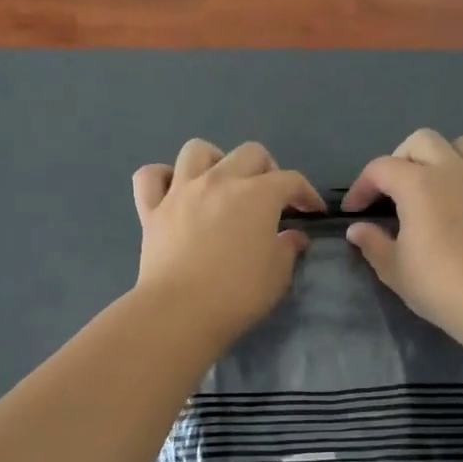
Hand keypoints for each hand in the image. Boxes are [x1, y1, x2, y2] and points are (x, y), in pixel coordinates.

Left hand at [132, 139, 326, 344]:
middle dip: (267, 170)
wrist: (180, 311)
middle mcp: (219, 181)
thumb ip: (288, 248)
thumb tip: (293, 236)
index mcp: (257, 194)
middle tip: (270, 197)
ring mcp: (181, 191)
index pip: (291, 180)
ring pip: (197, 150)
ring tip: (221, 184)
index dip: (307, 193)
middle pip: (249, 153)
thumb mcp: (278, 274)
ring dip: (215, 161)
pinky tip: (173, 191)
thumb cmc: (238, 293)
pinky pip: (150, 177)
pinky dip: (162, 178)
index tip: (312, 212)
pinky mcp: (151, 210)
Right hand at [341, 129, 462, 339]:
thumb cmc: (439, 284)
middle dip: (399, 159)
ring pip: (460, 144)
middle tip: (391, 191)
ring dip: (440, 156)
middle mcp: (451, 170)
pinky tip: (462, 200)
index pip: (381, 168)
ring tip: (430, 185)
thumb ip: (373, 243)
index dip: (362, 186)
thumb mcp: (394, 269)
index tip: (354, 211)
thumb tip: (357, 229)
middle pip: (421, 141)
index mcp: (418, 184)